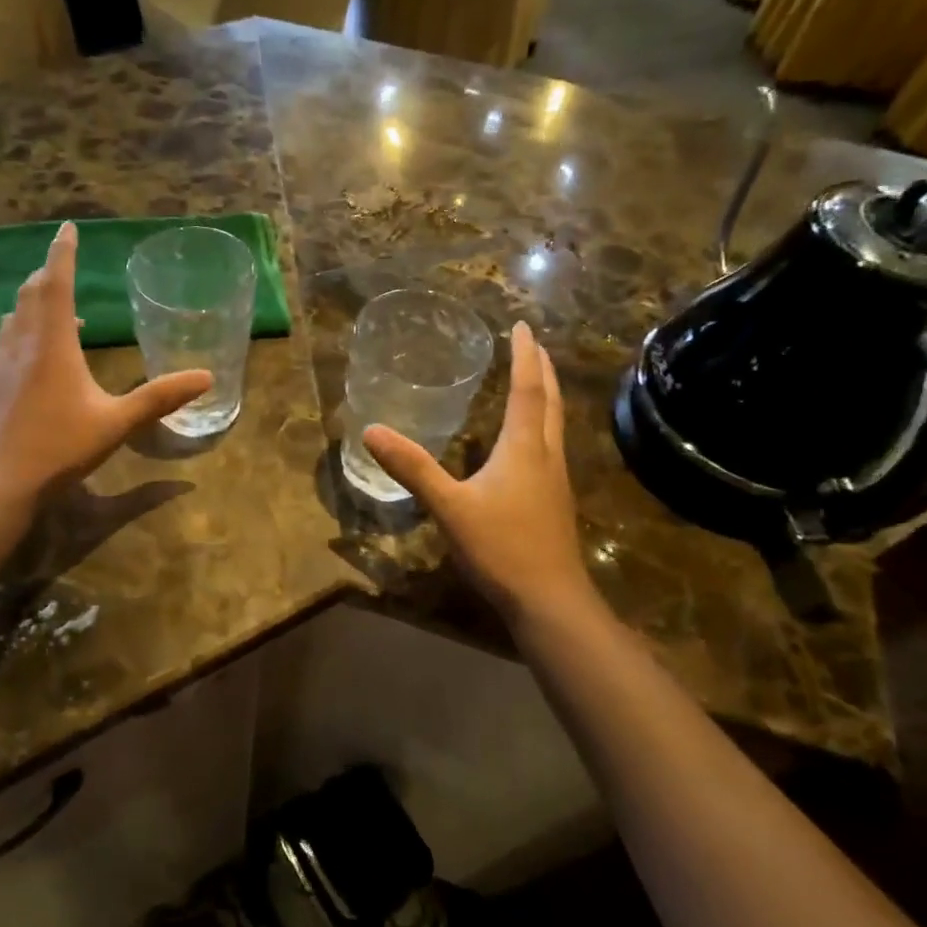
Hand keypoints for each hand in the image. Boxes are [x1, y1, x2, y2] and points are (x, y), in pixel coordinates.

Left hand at [0, 223, 211, 507]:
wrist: (1, 480)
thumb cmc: (62, 446)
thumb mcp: (117, 421)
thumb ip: (160, 397)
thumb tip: (206, 377)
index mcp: (53, 343)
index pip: (57, 283)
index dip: (63, 252)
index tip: (68, 227)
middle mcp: (22, 342)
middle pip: (32, 292)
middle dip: (50, 273)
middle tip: (65, 265)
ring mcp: (1, 361)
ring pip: (15, 314)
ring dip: (35, 300)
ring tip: (58, 308)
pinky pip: (7, 337)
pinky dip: (24, 326)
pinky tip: (37, 352)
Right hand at [363, 322, 598, 626]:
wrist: (550, 600)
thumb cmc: (501, 548)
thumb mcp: (449, 507)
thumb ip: (412, 468)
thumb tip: (372, 430)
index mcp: (524, 447)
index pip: (526, 388)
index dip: (524, 355)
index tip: (522, 325)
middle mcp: (545, 455)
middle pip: (549, 401)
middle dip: (541, 369)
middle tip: (533, 343)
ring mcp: (554, 479)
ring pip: (555, 423)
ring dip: (546, 395)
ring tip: (534, 379)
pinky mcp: (553, 501)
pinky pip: (550, 445)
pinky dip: (541, 424)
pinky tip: (527, 441)